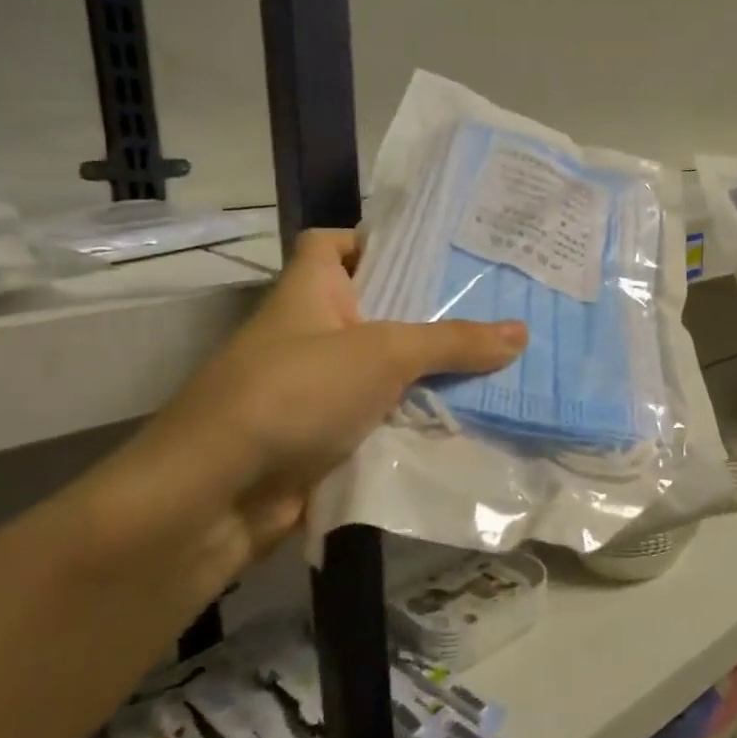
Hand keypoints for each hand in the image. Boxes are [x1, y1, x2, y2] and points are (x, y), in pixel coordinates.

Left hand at [123, 230, 524, 561]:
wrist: (215, 497)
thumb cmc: (294, 393)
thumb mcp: (383, 354)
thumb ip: (453, 342)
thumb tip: (522, 332)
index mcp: (309, 292)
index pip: (333, 244)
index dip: (375, 240)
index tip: (434, 253)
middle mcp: (312, 334)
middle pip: (377, 309)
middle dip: (431, 311)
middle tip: (497, 308)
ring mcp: (317, 391)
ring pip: (386, 371)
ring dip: (432, 373)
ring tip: (501, 363)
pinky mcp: (327, 440)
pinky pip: (383, 419)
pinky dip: (417, 420)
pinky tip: (470, 420)